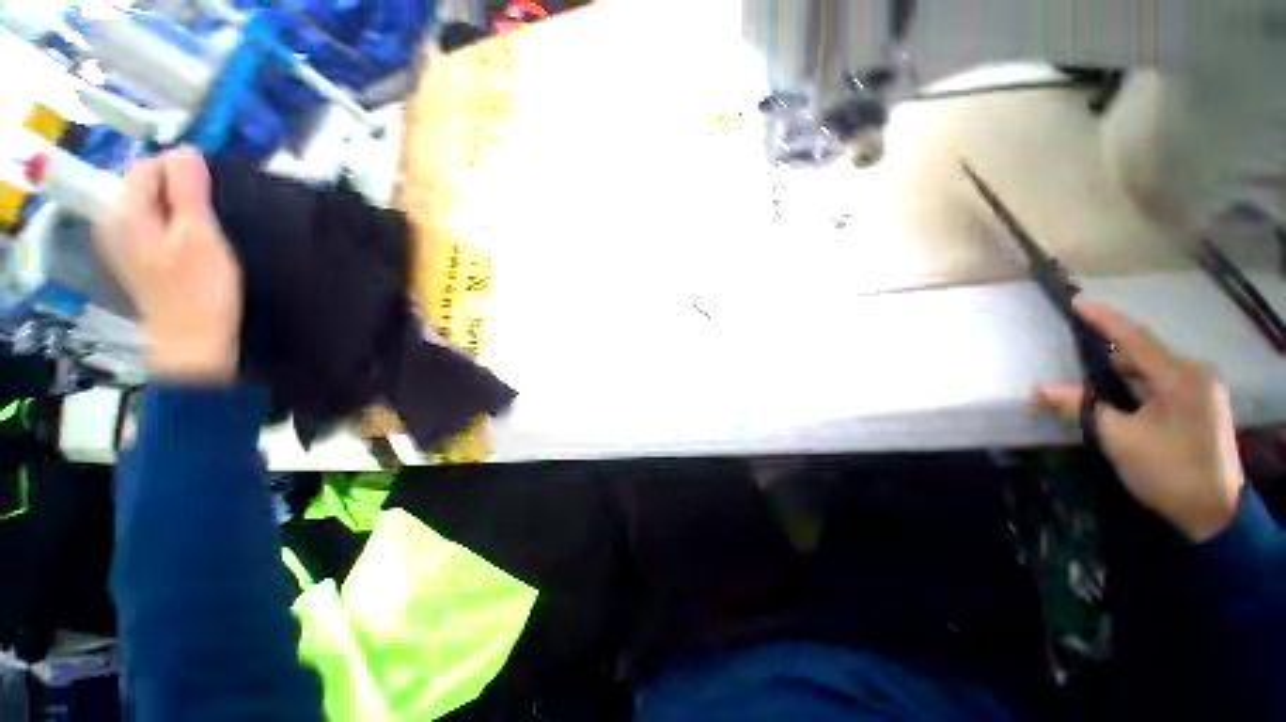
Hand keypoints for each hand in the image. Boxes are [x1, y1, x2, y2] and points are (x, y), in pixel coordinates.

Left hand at [96, 147, 240, 382]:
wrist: (192, 341)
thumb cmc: (200, 289)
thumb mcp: (199, 236)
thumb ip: (187, 190)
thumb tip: (185, 150)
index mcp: (126, 210)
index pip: (149, 165)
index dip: (181, 171)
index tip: (211, 193)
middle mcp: (114, 219)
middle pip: (146, 183)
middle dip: (178, 188)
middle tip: (210, 214)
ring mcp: (121, 240)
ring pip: (150, 203)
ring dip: (177, 207)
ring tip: (202, 230)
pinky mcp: (133, 257)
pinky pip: (150, 223)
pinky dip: (170, 223)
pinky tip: (188, 243)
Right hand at [1036, 300, 1244, 542]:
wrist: (1215, 512)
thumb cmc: (1169, 471)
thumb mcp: (1119, 439)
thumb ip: (1081, 407)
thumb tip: (1040, 388)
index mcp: (1180, 377)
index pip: (1135, 339)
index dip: (1104, 319)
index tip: (1077, 301)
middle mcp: (1194, 373)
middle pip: (1141, 355)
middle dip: (1107, 364)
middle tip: (1077, 379)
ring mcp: (1201, 388)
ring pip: (1149, 371)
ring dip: (1121, 381)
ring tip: (1098, 401)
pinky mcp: (1200, 402)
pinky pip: (1160, 384)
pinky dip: (1135, 390)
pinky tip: (1122, 408)